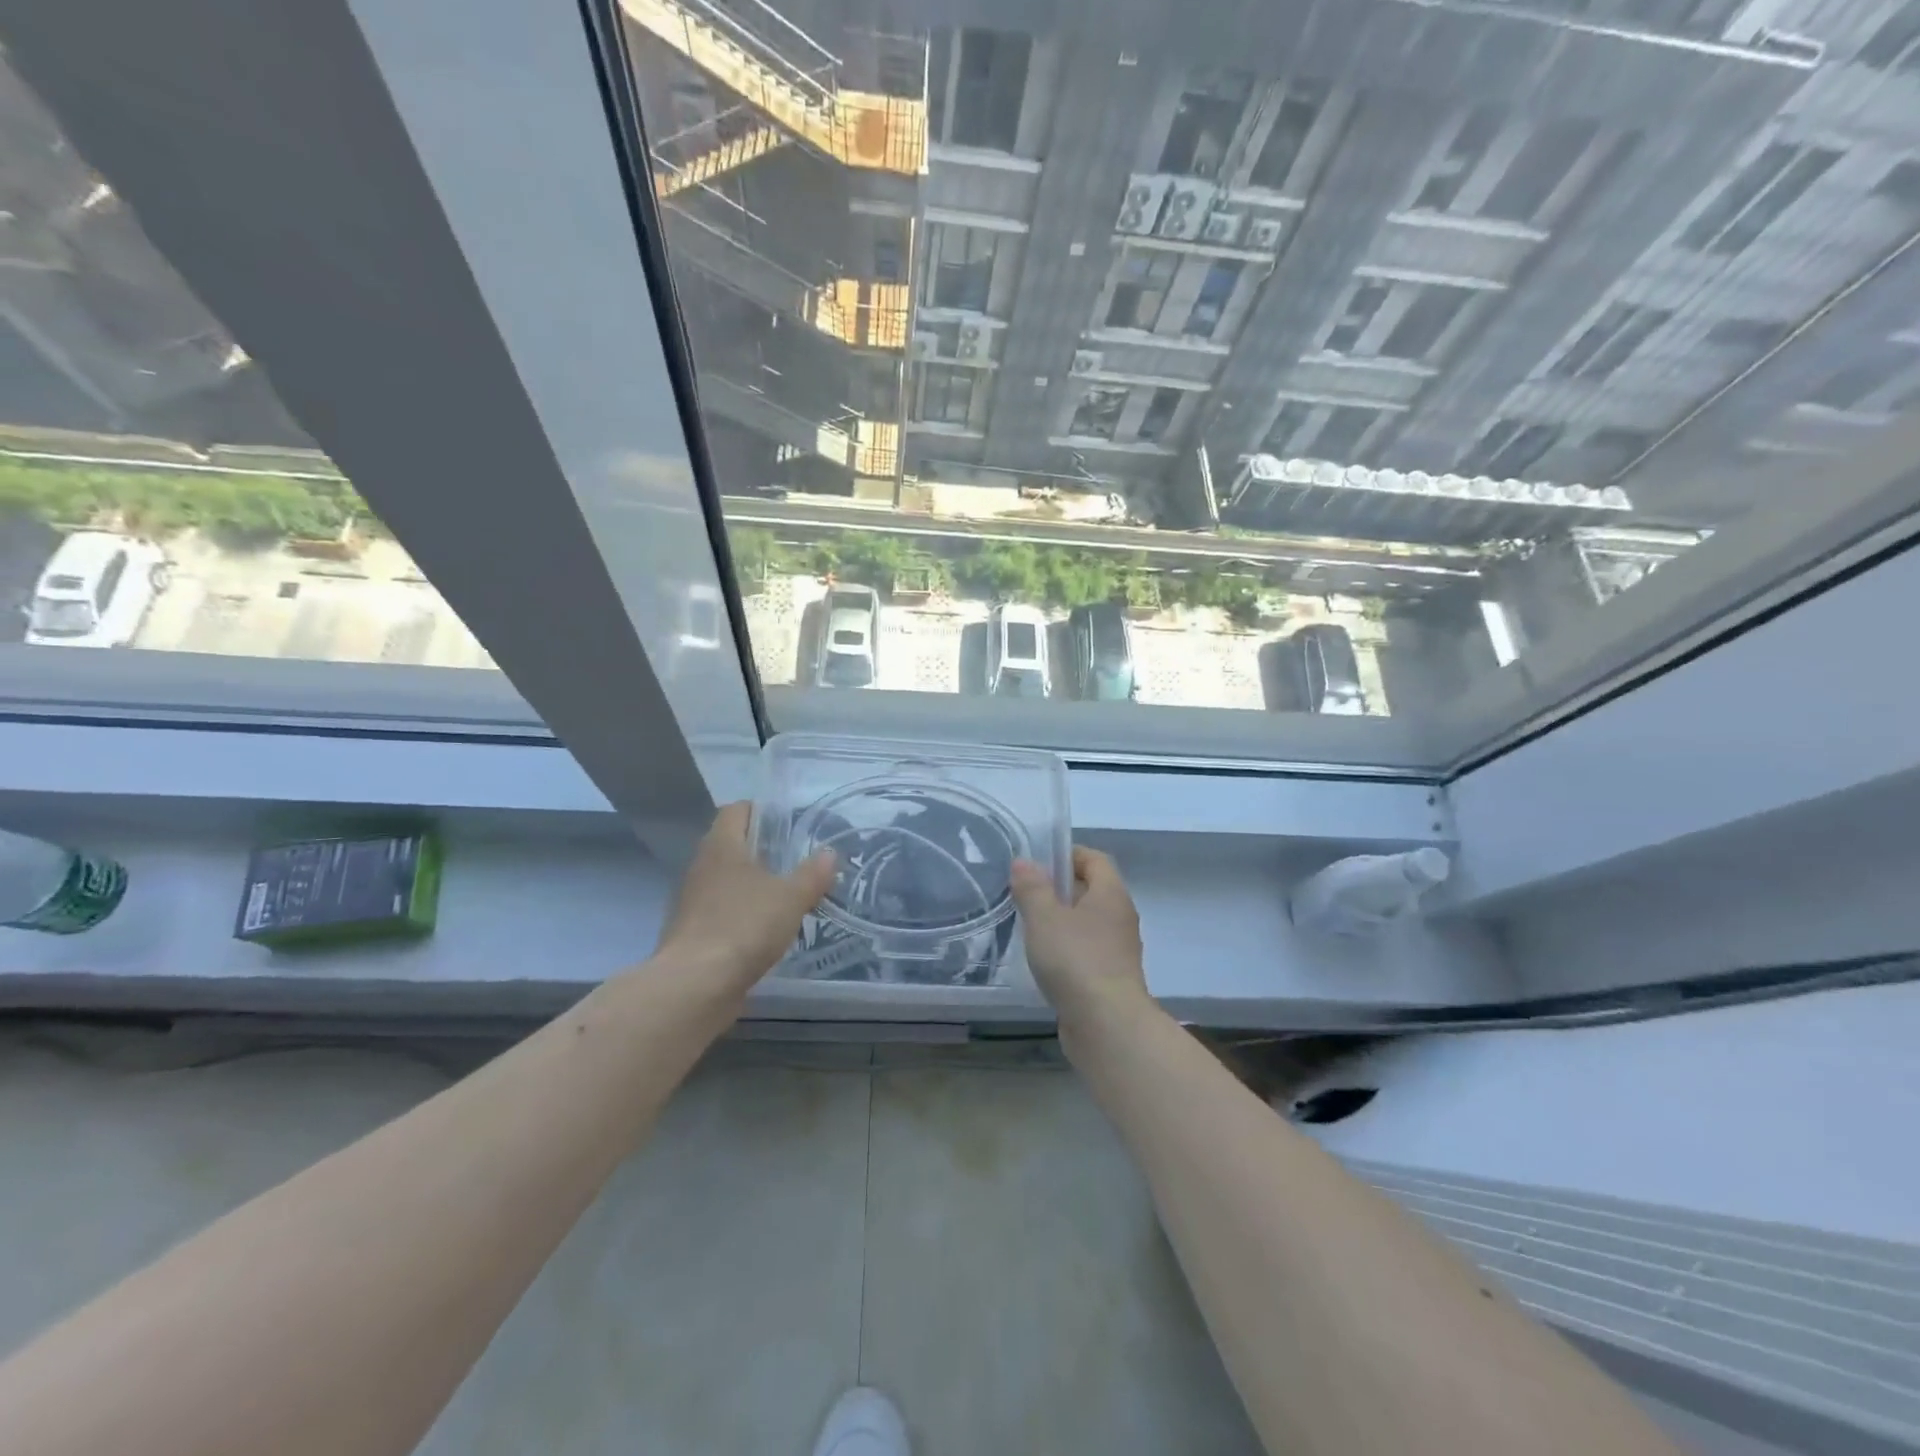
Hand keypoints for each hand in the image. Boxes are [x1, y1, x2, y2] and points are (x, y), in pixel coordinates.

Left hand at [656, 802, 836, 998]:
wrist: (695, 985)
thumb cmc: (744, 926)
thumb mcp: (791, 898)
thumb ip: (812, 874)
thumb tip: (829, 853)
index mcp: (721, 846)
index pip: (736, 810)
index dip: (762, 811)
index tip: (790, 823)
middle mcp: (701, 866)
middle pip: (732, 845)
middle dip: (763, 850)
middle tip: (797, 859)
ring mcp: (692, 901)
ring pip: (726, 880)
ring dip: (752, 885)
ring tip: (787, 895)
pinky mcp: (692, 933)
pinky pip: (721, 911)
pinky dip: (742, 914)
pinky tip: (765, 929)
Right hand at [1009, 846, 1150, 1033]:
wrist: (1106, 1025)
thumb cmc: (1075, 959)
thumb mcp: (1044, 917)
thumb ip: (1032, 887)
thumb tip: (1024, 863)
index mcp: (1111, 894)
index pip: (1095, 859)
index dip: (1069, 854)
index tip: (1039, 861)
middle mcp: (1120, 917)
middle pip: (1092, 890)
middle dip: (1060, 888)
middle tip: (1027, 893)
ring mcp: (1118, 950)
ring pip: (1089, 923)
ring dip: (1062, 921)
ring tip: (1030, 926)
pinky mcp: (1110, 978)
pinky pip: (1087, 951)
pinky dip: (1067, 949)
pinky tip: (1044, 960)